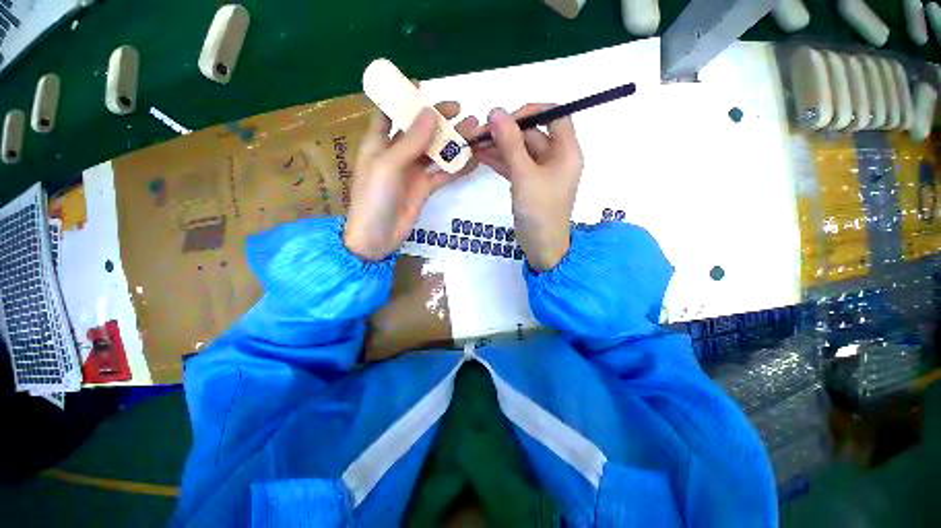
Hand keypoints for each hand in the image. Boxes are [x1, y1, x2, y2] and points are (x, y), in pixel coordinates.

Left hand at [344, 103, 478, 259]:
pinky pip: (443, 173)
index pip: (389, 111)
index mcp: (379, 142)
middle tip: (460, 109)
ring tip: (474, 130)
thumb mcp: (389, 165)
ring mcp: (413, 172)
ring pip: (435, 151)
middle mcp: (397, 153)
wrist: (377, 237)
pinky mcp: (424, 188)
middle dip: (438, 118)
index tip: (421, 83)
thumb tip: (432, 112)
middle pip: (419, 130)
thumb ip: (411, 141)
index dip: (401, 96)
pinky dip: (457, 167)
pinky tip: (473, 160)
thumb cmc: (374, 198)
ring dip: (453, 141)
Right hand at [474, 105, 583, 270]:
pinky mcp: (529, 184)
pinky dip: (500, 161)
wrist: (541, 246)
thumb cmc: (539, 210)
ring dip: (499, 147)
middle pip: (532, 134)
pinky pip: (515, 166)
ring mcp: (541, 172)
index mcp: (566, 151)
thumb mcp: (524, 174)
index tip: (506, 118)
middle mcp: (556, 158)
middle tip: (479, 133)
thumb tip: (496, 111)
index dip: (531, 111)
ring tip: (473, 143)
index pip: (554, 115)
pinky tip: (481, 156)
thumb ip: (510, 142)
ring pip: (520, 151)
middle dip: (506, 132)